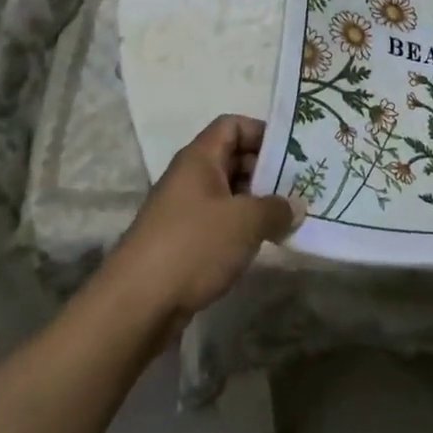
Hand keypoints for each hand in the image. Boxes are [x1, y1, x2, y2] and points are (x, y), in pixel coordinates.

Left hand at [100, 115, 303, 330]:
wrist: (134, 307)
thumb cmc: (193, 246)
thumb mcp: (245, 222)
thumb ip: (277, 208)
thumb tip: (297, 206)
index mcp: (199, 158)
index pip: (233, 126)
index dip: (262, 132)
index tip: (292, 152)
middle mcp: (189, 177)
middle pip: (233, 158)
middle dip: (266, 170)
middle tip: (298, 186)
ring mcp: (183, 211)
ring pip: (227, 193)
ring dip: (256, 202)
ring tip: (287, 216)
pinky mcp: (181, 242)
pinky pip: (218, 221)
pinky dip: (240, 227)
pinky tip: (260, 243)